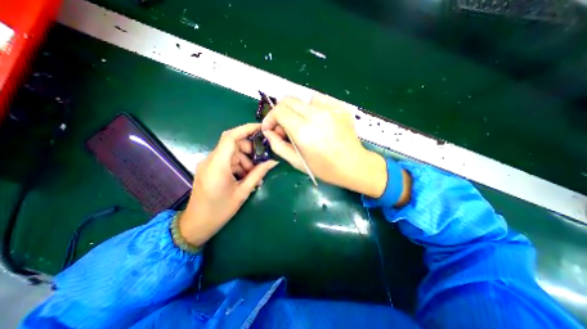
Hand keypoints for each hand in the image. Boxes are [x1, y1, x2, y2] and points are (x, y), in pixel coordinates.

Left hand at [178, 123, 277, 246]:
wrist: (196, 225)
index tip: (261, 128)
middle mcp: (211, 160)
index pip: (231, 137)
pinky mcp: (210, 168)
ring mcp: (209, 164)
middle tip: (261, 163)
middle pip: (233, 144)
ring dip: (245, 161)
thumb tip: (273, 162)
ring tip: (254, 176)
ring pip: (232, 153)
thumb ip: (258, 174)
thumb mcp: (242, 192)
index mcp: (218, 164)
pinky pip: (227, 161)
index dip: (246, 129)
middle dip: (250, 150)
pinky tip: (245, 177)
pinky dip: (238, 165)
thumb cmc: (219, 210)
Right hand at [262, 95, 408, 203]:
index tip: (270, 128)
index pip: (279, 111)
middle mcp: (316, 115)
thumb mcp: (297, 162)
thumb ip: (278, 145)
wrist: (353, 165)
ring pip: (303, 100)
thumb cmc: (324, 168)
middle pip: (288, 100)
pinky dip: (313, 108)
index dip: (270, 118)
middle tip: (283, 127)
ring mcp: (330, 109)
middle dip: (280, 112)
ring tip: (303, 125)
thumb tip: (268, 132)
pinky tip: (318, 121)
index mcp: (304, 131)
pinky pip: (319, 100)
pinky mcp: (340, 107)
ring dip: (297, 111)